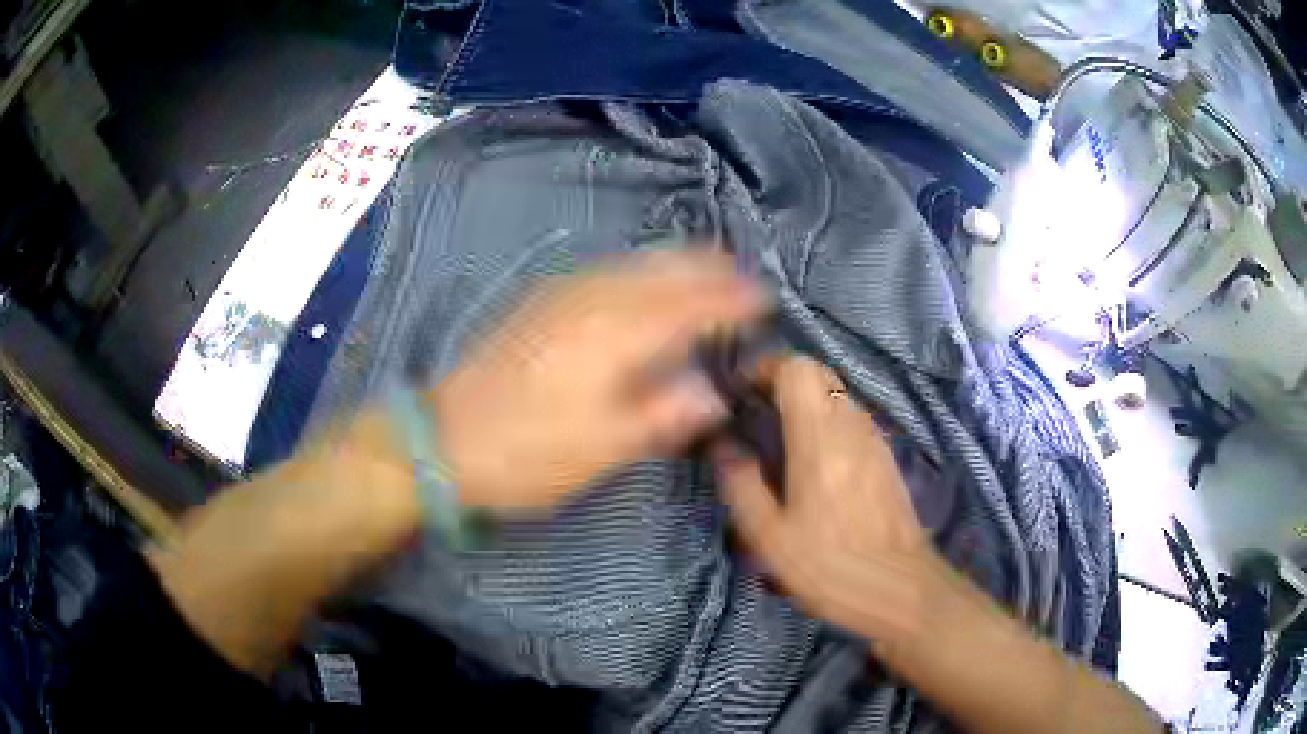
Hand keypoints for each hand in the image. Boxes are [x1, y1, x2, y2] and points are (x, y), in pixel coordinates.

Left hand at [433, 250, 768, 510]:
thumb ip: (663, 414)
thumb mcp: (602, 449)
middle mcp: (594, 299)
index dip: (732, 299)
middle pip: (663, 268)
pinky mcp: (539, 302)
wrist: (440, 440)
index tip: (766, 298)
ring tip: (707, 268)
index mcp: (617, 334)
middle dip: (708, 266)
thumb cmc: (525, 454)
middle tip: (743, 275)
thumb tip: (714, 392)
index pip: (691, 303)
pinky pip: (606, 270)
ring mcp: (561, 294)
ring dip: (676, 262)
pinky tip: (642, 280)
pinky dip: (640, 268)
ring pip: (634, 263)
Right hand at [714, 355, 950, 644]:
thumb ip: (742, 484)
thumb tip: (722, 445)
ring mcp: (875, 439)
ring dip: (808, 400)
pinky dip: (828, 420)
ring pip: (838, 394)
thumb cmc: (830, 567)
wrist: (900, 589)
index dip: (765, 367)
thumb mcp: (770, 537)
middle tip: (758, 412)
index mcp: (819, 438)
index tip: (742, 391)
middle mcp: (851, 425)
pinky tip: (816, 461)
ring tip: (782, 437)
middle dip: (784, 380)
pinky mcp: (887, 457)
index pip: (797, 368)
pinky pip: (853, 418)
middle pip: (819, 373)